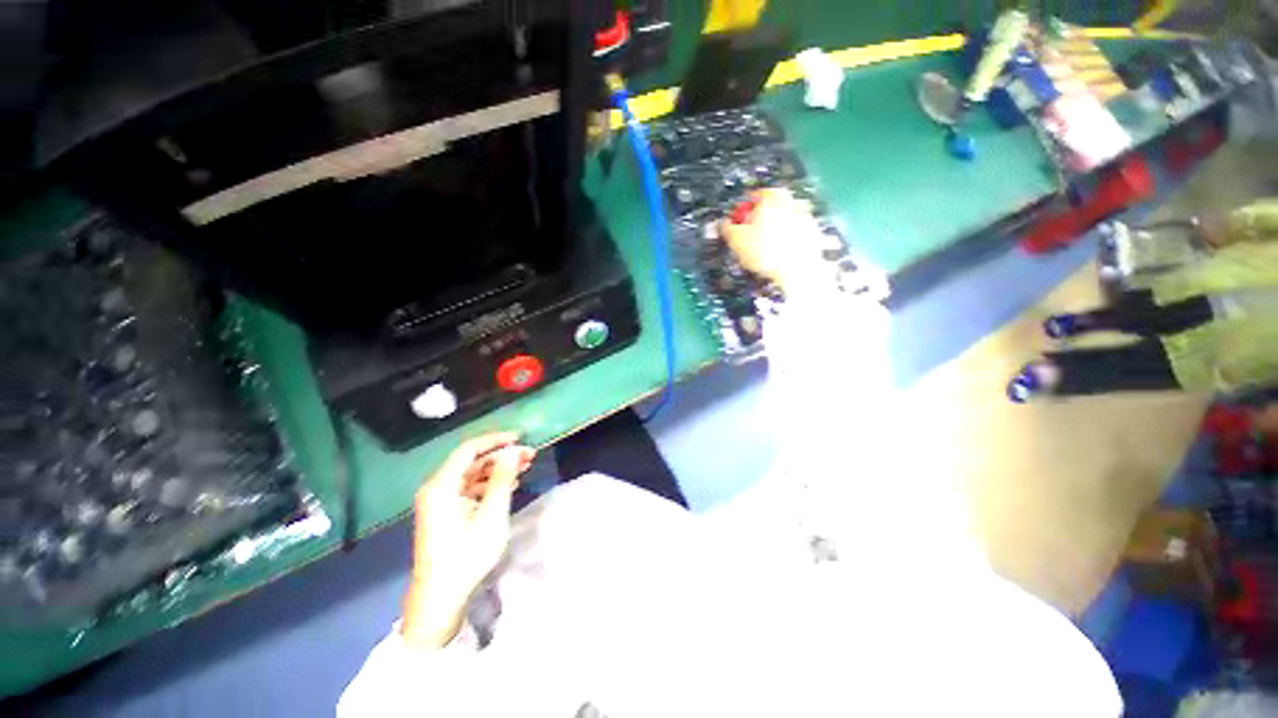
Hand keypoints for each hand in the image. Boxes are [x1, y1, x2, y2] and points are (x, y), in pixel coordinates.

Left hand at [402, 433, 534, 646]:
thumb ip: (502, 478)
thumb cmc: (466, 554)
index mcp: (441, 485)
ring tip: (525, 467)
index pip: (469, 449)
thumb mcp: (491, 514)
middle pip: (471, 461)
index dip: (496, 440)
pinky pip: (468, 489)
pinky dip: (489, 485)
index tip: (521, 438)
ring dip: (498, 470)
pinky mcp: (444, 514)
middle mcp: (436, 488)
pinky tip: (509, 486)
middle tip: (530, 455)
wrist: (440, 599)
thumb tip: (513, 451)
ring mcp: (439, 502)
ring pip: (471, 475)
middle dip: (501, 456)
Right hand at [720, 188, 827, 287]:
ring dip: (772, 232)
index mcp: (773, 197)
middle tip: (748, 238)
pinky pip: (793, 235)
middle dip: (758, 221)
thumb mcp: (736, 240)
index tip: (737, 224)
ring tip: (761, 251)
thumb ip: (727, 227)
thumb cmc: (765, 251)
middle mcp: (791, 201)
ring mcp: (805, 217)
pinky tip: (777, 256)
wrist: (799, 270)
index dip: (742, 211)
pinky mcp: (813, 234)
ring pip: (782, 222)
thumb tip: (723, 223)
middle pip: (769, 209)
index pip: (753, 196)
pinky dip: (785, 242)